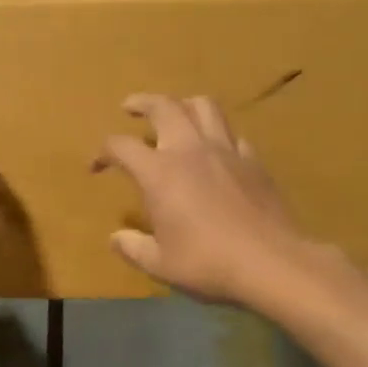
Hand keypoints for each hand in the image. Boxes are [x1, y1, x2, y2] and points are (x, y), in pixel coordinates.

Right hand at [94, 94, 308, 305]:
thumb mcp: (160, 264)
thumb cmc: (207, 263)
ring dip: (183, 104)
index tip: (95, 167)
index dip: (102, 153)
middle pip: (164, 107)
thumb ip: (133, 247)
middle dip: (142, 102)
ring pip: (203, 107)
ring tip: (175, 114)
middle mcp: (190, 150)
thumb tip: (116, 238)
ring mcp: (226, 152)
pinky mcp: (254, 162)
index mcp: (159, 172)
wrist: (271, 263)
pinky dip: (217, 134)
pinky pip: (232, 135)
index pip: (121, 146)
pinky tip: (215, 150)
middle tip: (130, 107)